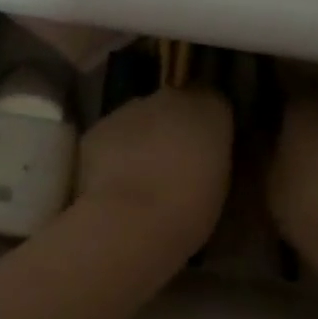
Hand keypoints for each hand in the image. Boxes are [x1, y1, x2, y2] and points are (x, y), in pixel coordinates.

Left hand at [77, 86, 233, 255]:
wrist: (131, 219)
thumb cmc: (189, 210)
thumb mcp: (218, 185)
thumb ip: (209, 157)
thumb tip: (200, 154)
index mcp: (210, 111)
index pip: (212, 103)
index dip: (205, 126)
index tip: (203, 150)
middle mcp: (170, 99)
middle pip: (173, 106)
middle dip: (171, 128)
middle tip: (171, 165)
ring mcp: (130, 110)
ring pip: (138, 119)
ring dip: (141, 139)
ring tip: (139, 176)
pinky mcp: (99, 128)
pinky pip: (111, 136)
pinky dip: (112, 152)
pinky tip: (113, 181)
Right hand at [268, 97, 317, 261]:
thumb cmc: (307, 206)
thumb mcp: (268, 182)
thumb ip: (262, 151)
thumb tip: (258, 134)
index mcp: (305, 109)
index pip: (286, 85)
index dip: (273, 94)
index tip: (259, 105)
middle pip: (316, 98)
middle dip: (300, 108)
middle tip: (279, 127)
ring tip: (302, 152)